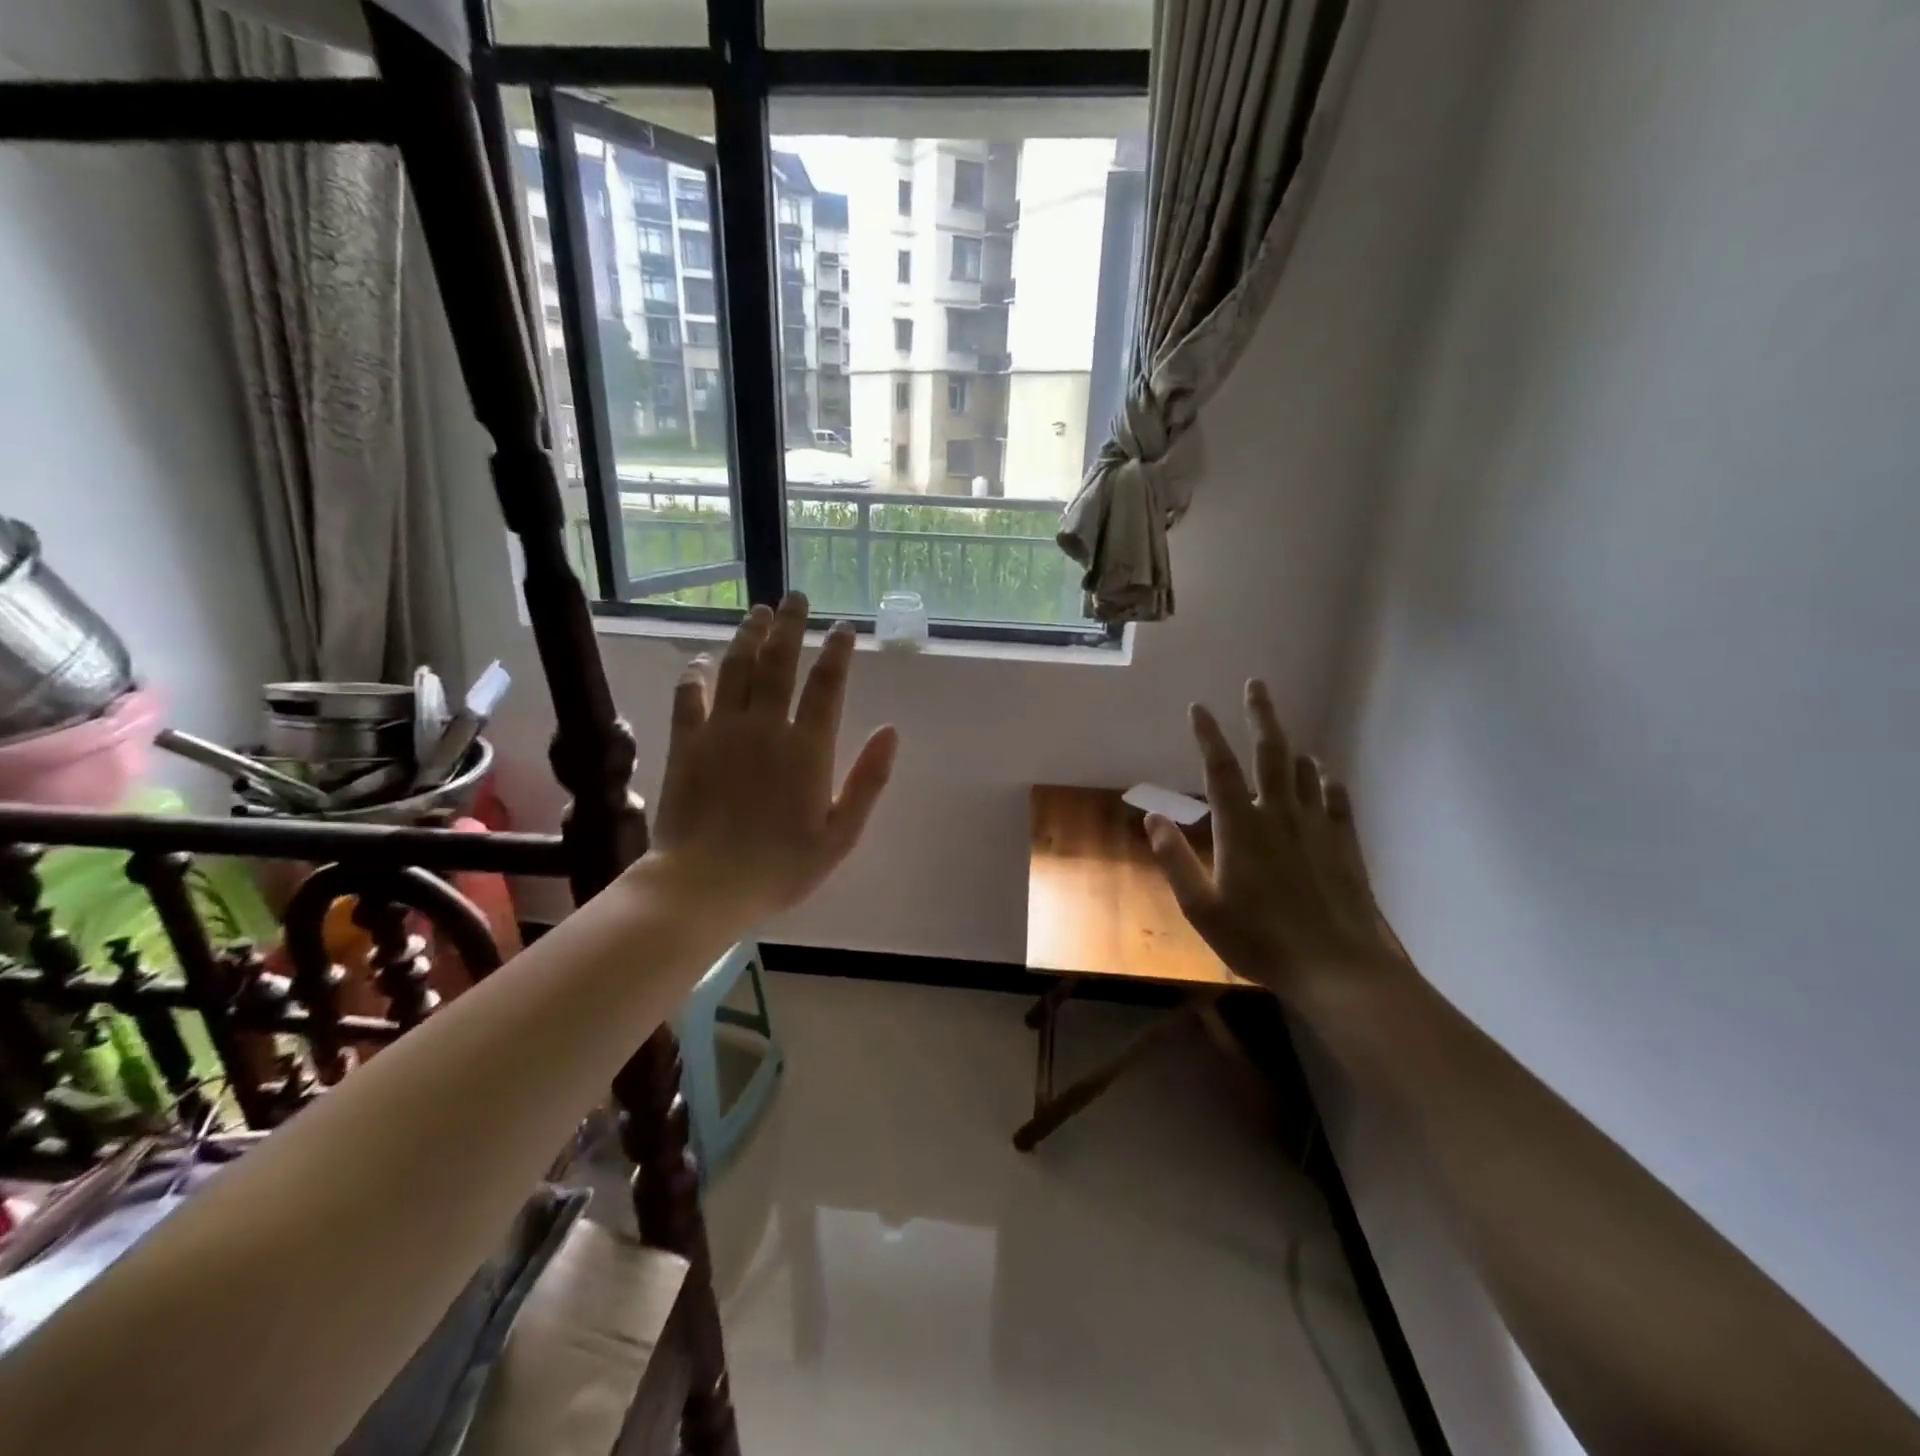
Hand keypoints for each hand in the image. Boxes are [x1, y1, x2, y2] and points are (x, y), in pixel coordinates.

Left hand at [644, 593, 898, 930]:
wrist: (705, 884)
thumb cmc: (781, 866)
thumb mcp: (840, 835)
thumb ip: (868, 781)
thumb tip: (892, 731)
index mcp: (807, 748)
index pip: (827, 685)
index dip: (838, 651)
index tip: (843, 627)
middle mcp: (766, 726)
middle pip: (779, 662)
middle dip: (790, 625)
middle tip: (794, 598)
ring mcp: (722, 731)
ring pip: (736, 668)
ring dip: (748, 636)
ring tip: (758, 613)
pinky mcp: (686, 743)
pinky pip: (690, 695)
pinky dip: (696, 673)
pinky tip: (701, 659)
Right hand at [1146, 680, 1403, 1003]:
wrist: (1336, 966)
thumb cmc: (1259, 938)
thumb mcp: (1200, 906)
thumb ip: (1174, 859)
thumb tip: (1152, 817)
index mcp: (1241, 827)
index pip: (1220, 768)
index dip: (1207, 735)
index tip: (1198, 707)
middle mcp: (1280, 814)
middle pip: (1270, 753)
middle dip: (1261, 715)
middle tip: (1256, 684)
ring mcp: (1317, 827)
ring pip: (1306, 772)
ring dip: (1292, 749)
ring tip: (1286, 738)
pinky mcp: (1345, 844)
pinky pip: (1338, 800)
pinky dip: (1328, 781)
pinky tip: (1326, 776)